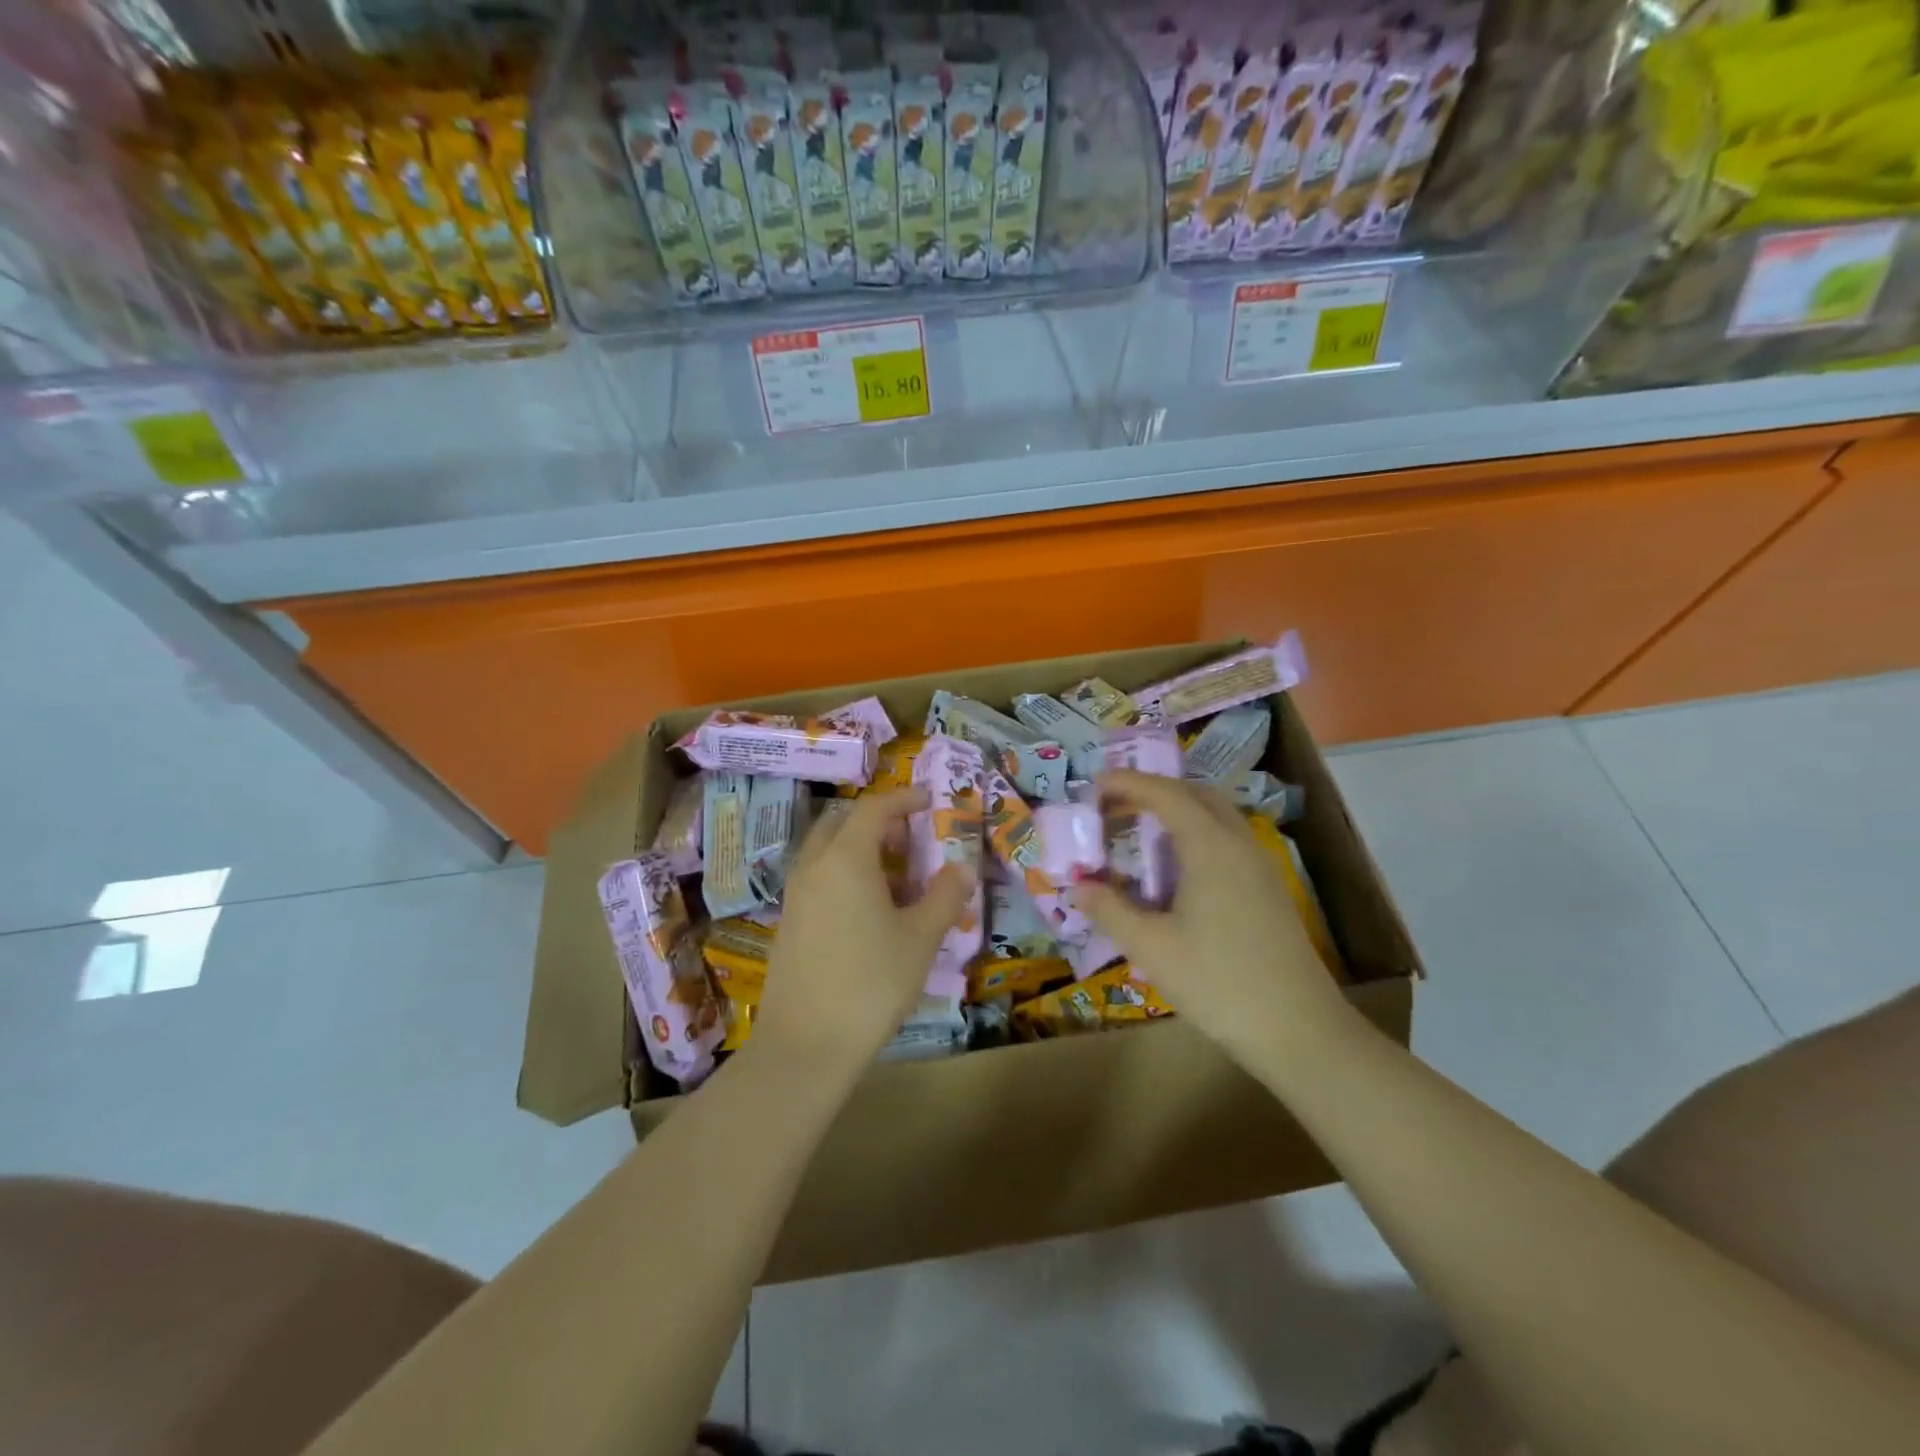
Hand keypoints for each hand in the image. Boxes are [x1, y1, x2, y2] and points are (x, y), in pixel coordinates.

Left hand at [753, 787, 972, 1076]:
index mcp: (845, 858)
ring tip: (895, 876)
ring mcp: (795, 894)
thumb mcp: (920, 938)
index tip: (929, 801)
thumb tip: (962, 868)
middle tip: (910, 838)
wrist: (806, 1045)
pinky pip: (818, 877)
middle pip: (842, 822)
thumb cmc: (871, 983)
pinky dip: (843, 873)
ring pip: (826, 850)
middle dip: (877, 821)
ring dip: (859, 847)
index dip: (904, 799)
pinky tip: (868, 909)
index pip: (874, 808)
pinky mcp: (789, 922)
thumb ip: (944, 896)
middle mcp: (814, 866)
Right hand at [1070, 771, 1357, 1066]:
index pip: (1166, 794)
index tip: (1094, 786)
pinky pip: (1226, 839)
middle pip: (1195, 795)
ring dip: (1177, 811)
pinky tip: (1177, 868)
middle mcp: (1238, 844)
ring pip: (1216, 816)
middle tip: (1115, 805)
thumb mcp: (1151, 948)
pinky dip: (1195, 833)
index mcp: (1210, 847)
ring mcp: (1259, 866)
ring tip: (1141, 830)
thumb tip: (1078, 887)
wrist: (1299, 1029)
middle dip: (1153, 790)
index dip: (1128, 783)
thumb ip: (1110, 910)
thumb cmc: (1218, 983)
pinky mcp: (1268, 889)